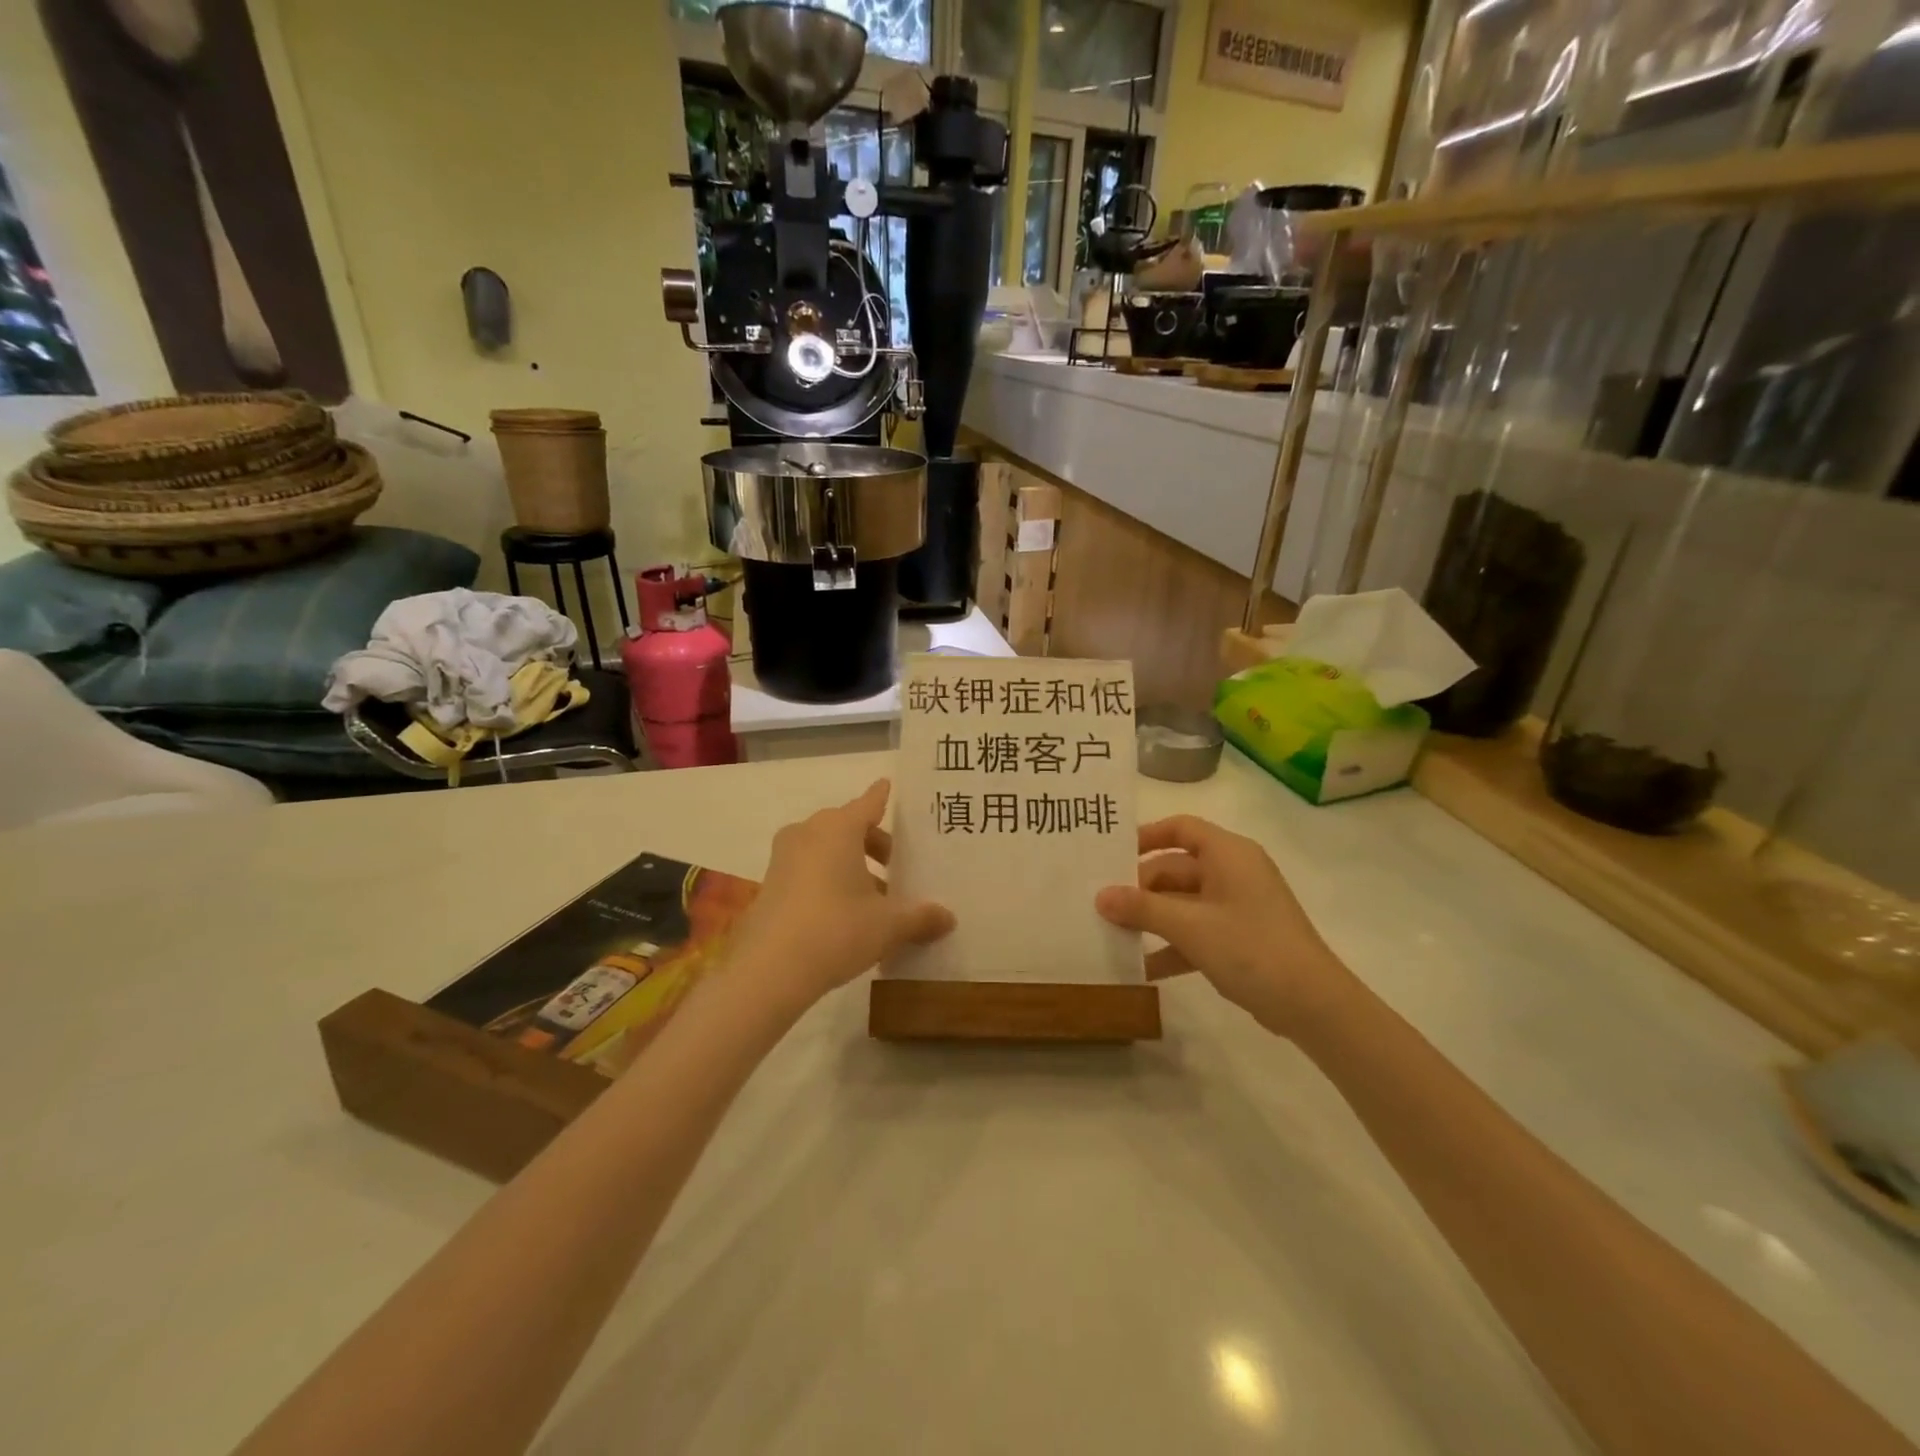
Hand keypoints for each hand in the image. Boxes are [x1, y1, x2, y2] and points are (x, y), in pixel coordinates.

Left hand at [729, 779, 954, 1010]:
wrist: (768, 970)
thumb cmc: (836, 930)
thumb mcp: (888, 925)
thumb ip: (920, 917)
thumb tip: (948, 918)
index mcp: (839, 828)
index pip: (868, 803)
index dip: (883, 797)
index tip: (890, 787)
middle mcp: (808, 833)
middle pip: (848, 827)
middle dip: (874, 844)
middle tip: (898, 866)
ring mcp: (784, 858)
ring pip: (826, 850)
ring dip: (851, 866)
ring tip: (876, 898)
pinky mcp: (770, 884)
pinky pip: (808, 870)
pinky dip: (829, 880)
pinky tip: (846, 914)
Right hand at [1095, 815, 1350, 1036]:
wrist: (1313, 1005)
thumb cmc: (1251, 948)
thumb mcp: (1189, 927)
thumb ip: (1142, 908)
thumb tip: (1100, 896)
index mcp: (1228, 854)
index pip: (1181, 828)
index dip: (1145, 836)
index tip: (1111, 855)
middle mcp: (1233, 872)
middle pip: (1176, 868)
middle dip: (1140, 888)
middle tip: (1101, 905)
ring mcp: (1237, 907)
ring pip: (1183, 902)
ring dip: (1151, 919)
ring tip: (1112, 934)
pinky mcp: (1239, 939)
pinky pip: (1196, 932)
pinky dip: (1172, 945)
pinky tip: (1142, 968)